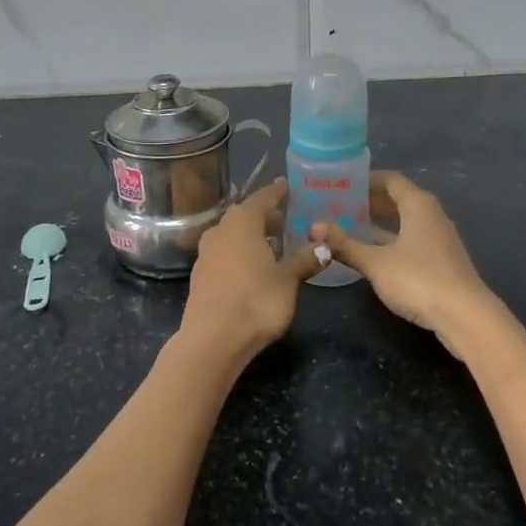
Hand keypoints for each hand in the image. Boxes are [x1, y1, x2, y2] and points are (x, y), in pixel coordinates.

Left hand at [181, 180, 323, 357]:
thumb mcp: (287, 280)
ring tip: (271, 244)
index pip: (262, 198)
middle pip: (244, 215)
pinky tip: (251, 267)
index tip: (286, 185)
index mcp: (242, 222)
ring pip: (231, 234)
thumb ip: (304, 260)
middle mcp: (220, 230)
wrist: (212, 339)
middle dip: (264, 216)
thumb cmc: (255, 301)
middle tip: (284, 218)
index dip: (276, 192)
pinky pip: (224, 253)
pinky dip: (239, 252)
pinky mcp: (200, 275)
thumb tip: (325, 245)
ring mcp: (206, 253)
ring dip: (250, 235)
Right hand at [311, 172, 501, 356]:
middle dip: (370, 201)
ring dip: (380, 222)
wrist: (465, 317)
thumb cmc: (419, 279)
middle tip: (339, 204)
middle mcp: (431, 214)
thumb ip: (345, 244)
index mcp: (418, 204)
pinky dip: (391, 240)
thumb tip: (313, 227)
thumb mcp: (375, 262)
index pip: (390, 180)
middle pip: (398, 199)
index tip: (342, 182)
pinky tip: (372, 252)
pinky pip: (411, 239)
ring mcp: (439, 238)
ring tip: (350, 225)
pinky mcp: (441, 260)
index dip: (366, 179)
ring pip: (405, 221)